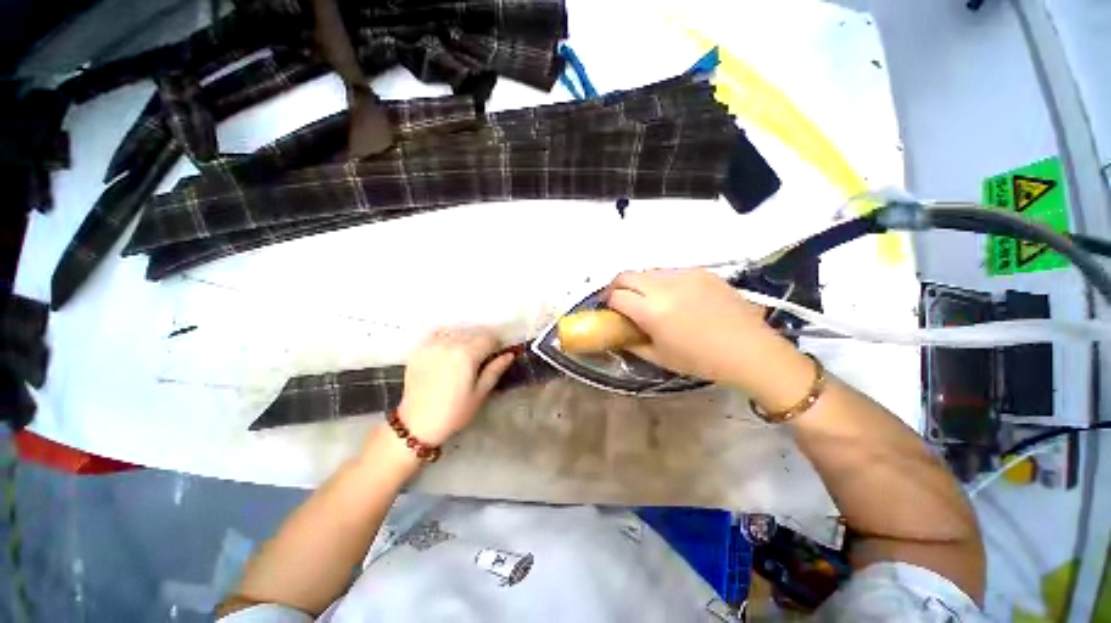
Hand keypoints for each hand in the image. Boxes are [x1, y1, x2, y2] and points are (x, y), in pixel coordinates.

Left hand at [394, 328, 514, 446]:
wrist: (417, 424)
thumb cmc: (454, 412)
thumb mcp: (480, 393)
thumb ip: (495, 370)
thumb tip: (510, 354)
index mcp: (467, 354)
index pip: (489, 338)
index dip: (496, 347)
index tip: (495, 357)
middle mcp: (449, 343)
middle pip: (473, 334)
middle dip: (480, 344)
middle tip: (479, 361)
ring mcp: (431, 344)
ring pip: (456, 333)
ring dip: (463, 340)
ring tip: (461, 358)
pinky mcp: (418, 349)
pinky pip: (438, 336)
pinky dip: (445, 340)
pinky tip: (445, 354)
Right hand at [606, 269, 807, 399]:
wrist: (750, 350)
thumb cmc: (701, 360)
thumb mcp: (659, 357)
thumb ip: (632, 343)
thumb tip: (619, 333)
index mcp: (652, 310)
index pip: (616, 295)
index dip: (608, 302)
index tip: (610, 310)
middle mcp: (664, 286)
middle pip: (626, 275)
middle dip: (617, 286)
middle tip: (621, 300)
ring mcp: (684, 275)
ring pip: (648, 271)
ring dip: (640, 283)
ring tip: (650, 299)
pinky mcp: (701, 271)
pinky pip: (670, 272)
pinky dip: (663, 282)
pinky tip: (675, 297)